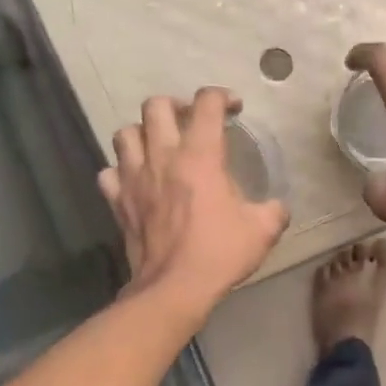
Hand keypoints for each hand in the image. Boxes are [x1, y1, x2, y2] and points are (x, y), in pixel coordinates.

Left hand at [99, 88, 288, 315]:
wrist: (173, 288)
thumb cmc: (219, 253)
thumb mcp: (263, 230)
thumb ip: (274, 210)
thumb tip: (276, 206)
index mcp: (200, 156)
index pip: (207, 103)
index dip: (222, 96)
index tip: (234, 107)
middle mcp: (162, 157)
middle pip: (156, 106)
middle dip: (176, 105)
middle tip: (190, 121)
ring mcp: (134, 178)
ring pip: (125, 133)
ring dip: (142, 132)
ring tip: (159, 145)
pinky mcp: (117, 201)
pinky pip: (109, 173)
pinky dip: (120, 170)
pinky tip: (135, 180)